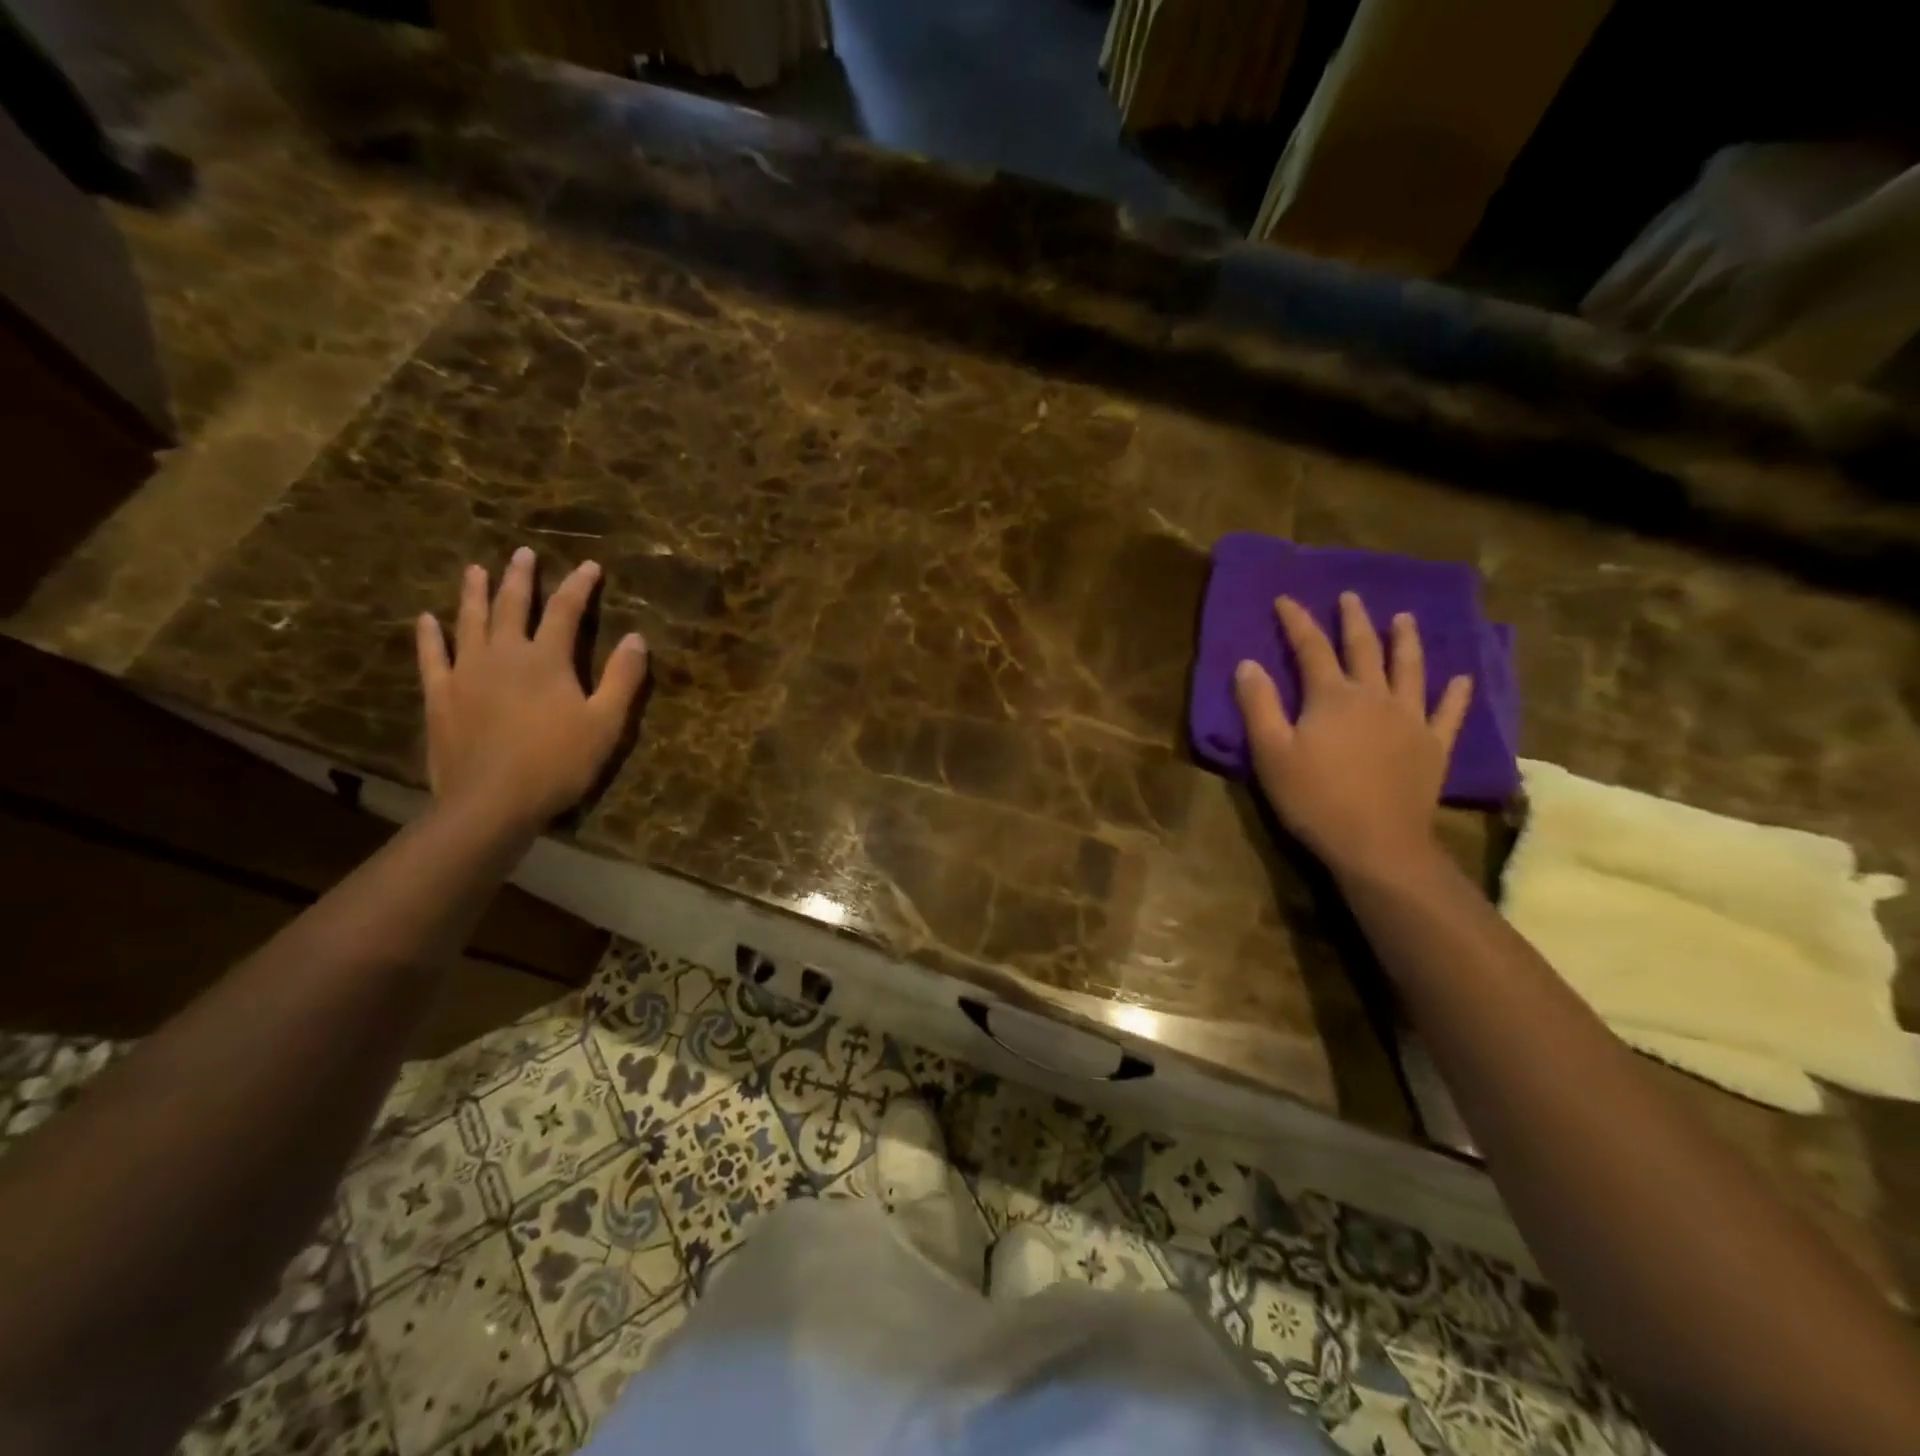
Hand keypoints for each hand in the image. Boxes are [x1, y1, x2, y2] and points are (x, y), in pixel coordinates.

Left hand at [415, 547, 647, 828]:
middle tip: (522, 553)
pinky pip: (432, 657)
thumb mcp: (605, 723)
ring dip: (473, 593)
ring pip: (469, 622)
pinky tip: (427, 620)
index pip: (565, 611)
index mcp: (546, 659)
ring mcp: (466, 673)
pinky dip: (430, 636)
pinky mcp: (440, 696)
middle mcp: (503, 654)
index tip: (589, 566)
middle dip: (520, 577)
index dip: (578, 586)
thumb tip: (636, 638)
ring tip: (475, 570)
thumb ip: (622, 679)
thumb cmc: (557, 762)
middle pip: (511, 606)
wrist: (491, 801)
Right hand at [1233, 592, 1471, 877]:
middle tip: (1350, 597)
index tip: (1285, 599)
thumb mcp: (1270, 753)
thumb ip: (1258, 705)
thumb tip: (1248, 663)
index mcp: (1332, 696)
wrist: (1376, 842)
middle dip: (1353, 620)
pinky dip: (1455, 694)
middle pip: (1364, 649)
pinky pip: (1448, 713)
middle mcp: (1375, 697)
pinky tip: (1461, 679)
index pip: (1310, 648)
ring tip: (1404, 619)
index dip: (1297, 621)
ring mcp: (1410, 720)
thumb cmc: (1314, 797)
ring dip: (1405, 642)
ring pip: (1410, 670)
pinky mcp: (1433, 746)